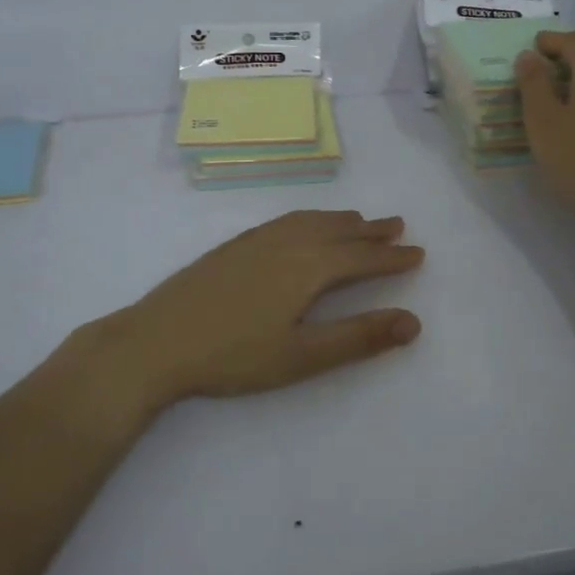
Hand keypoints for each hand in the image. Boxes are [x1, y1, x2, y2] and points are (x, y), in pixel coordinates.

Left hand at [97, 210, 423, 409]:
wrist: (156, 341)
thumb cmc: (233, 355)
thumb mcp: (302, 356)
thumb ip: (358, 338)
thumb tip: (413, 321)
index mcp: (308, 268)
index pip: (361, 259)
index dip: (392, 258)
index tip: (417, 254)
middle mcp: (286, 244)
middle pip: (338, 232)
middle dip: (371, 231)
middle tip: (397, 226)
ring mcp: (255, 241)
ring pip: (309, 221)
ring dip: (340, 220)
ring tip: (358, 221)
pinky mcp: (232, 247)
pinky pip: (284, 221)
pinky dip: (308, 219)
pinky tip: (301, 227)